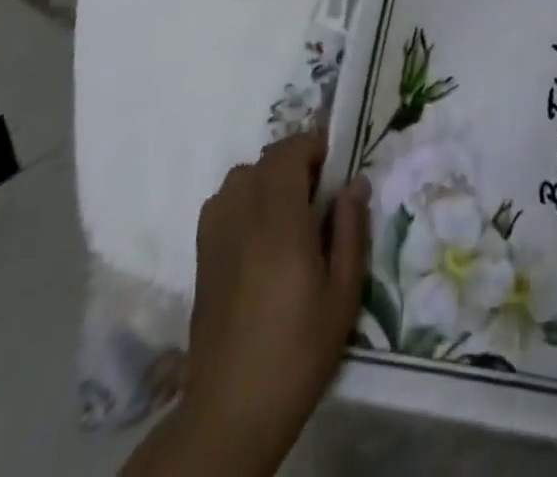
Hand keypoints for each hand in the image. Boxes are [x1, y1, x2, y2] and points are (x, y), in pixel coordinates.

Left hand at [125, 132, 367, 476]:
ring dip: (268, 180)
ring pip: (242, 177)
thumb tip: (355, 183)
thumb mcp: (342, 294)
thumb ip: (350, 230)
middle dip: (296, 163)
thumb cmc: (298, 350)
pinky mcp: (201, 255)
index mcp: (280, 220)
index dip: (313, 147)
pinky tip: (259, 235)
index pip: (290, 151)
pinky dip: (243, 200)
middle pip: (267, 159)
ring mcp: (216, 233)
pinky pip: (222, 202)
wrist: (231, 410)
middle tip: (320, 196)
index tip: (335, 168)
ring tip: (289, 214)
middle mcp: (243, 215)